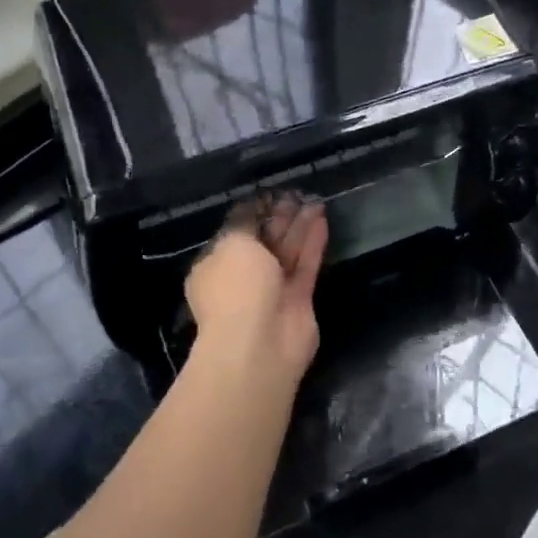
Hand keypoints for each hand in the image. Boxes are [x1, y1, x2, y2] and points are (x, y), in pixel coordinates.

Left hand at [185, 193, 328, 384]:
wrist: (259, 344)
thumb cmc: (236, 288)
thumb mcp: (232, 244)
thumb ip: (245, 223)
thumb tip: (252, 208)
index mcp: (215, 266)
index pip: (235, 234)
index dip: (253, 212)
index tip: (271, 193)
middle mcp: (242, 278)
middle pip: (264, 242)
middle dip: (279, 218)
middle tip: (296, 194)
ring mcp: (271, 291)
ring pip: (287, 252)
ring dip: (299, 226)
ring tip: (314, 200)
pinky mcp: (298, 300)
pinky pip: (305, 265)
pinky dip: (313, 242)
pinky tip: (321, 219)